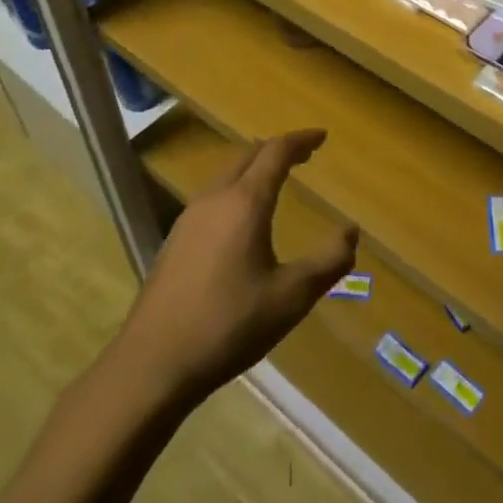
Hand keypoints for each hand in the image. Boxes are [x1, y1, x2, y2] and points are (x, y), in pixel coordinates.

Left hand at [116, 130, 357, 406]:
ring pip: (227, 175)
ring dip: (254, 169)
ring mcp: (189, 218)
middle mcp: (215, 198)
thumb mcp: (291, 298)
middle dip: (278, 150)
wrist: (151, 365)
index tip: (322, 137)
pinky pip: (212, 197)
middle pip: (249, 155)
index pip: (276, 152)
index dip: (301, 140)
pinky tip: (240, 221)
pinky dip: (236, 190)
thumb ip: (329, 261)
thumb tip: (351, 231)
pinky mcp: (174, 240)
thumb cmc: (228, 326)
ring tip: (275, 182)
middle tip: (304, 156)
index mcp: (245, 202)